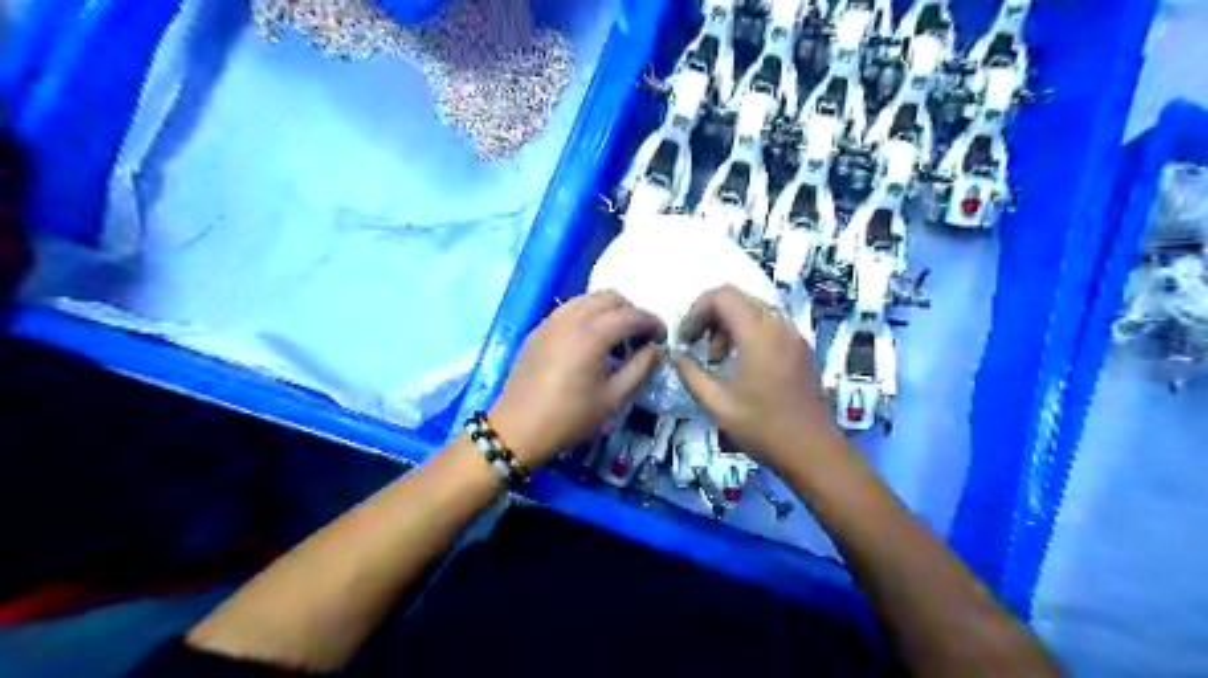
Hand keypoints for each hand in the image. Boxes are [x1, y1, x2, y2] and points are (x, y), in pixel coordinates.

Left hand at [484, 288, 665, 469]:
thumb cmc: (570, 418)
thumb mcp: (614, 399)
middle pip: (610, 297)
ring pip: (588, 299)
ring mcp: (551, 321)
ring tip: (614, 337)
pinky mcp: (538, 329)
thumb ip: (640, 368)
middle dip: (631, 312)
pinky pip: (569, 309)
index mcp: (592, 335)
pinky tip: (588, 342)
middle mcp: (571, 318)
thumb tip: (655, 349)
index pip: (632, 315)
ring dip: (608, 311)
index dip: (653, 323)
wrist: (517, 429)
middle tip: (639, 337)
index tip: (662, 339)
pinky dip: (587, 315)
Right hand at [671, 287, 848, 477]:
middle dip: (712, 318)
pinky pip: (769, 324)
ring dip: (730, 325)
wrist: (812, 450)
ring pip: (754, 310)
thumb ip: (690, 373)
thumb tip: (676, 355)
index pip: (722, 296)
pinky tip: (743, 364)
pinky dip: (748, 333)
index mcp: (758, 334)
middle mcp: (779, 325)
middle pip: (738, 299)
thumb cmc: (761, 427)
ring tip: (719, 359)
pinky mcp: (801, 347)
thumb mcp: (716, 403)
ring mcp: (794, 335)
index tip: (686, 338)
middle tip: (700, 347)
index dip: (697, 310)